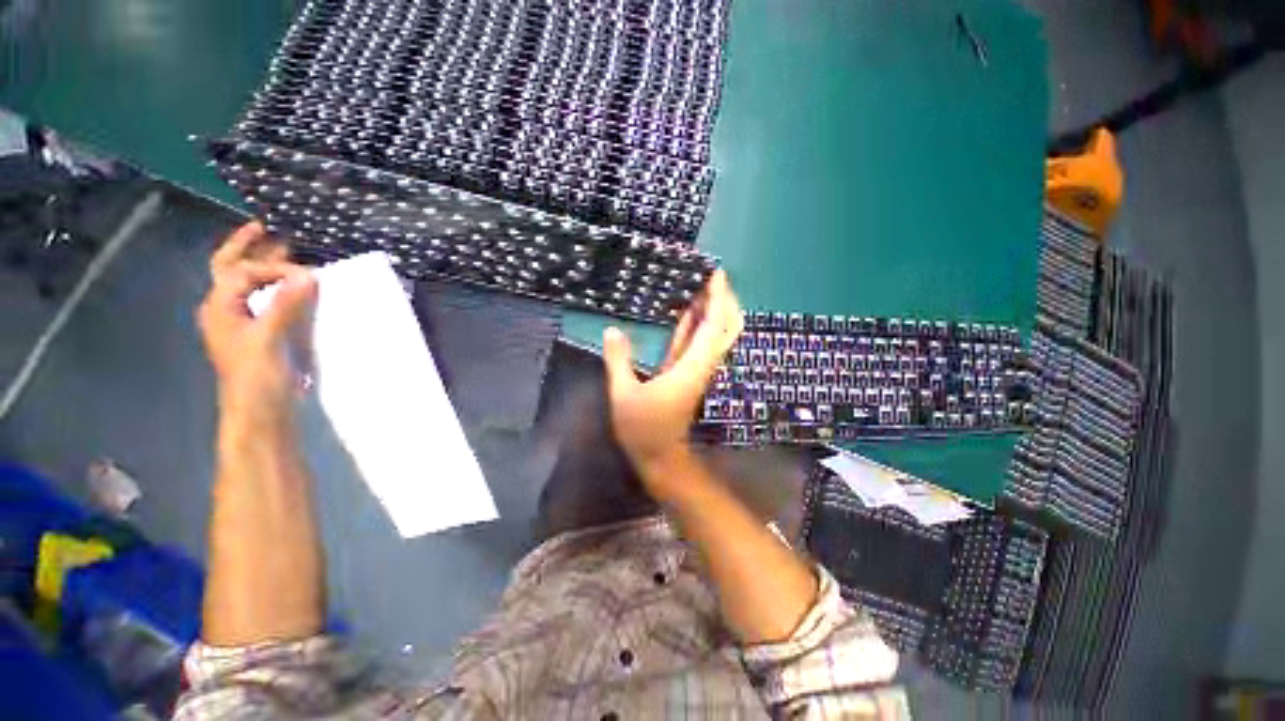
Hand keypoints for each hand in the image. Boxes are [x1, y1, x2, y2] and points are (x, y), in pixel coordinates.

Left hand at [198, 222, 316, 432]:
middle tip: (265, 228)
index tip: (308, 276)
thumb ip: (285, 305)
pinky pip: (264, 301)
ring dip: (262, 266)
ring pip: (247, 285)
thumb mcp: (267, 339)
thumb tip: (308, 275)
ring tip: (282, 250)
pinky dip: (275, 287)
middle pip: (230, 270)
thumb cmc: (256, 377)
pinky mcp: (259, 335)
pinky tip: (290, 287)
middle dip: (247, 247)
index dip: (274, 267)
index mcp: (219, 307)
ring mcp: (241, 323)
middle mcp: (225, 310)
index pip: (243, 271)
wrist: (260, 413)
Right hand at [602, 270, 743, 493]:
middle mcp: (701, 365)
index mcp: (691, 367)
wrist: (660, 457)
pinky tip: (689, 310)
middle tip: (713, 276)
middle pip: (726, 328)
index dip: (717, 299)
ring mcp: (697, 369)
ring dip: (714, 309)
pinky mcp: (689, 373)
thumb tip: (612, 330)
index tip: (717, 273)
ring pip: (715, 334)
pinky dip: (698, 324)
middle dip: (725, 301)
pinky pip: (698, 343)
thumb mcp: (623, 395)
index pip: (713, 326)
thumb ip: (618, 361)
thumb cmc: (643, 429)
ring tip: (703, 284)